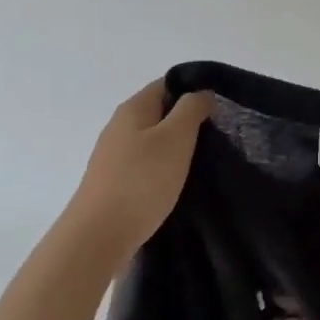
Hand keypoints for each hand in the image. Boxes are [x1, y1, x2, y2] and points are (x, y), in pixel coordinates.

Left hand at [69, 81, 213, 255]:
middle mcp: (119, 127)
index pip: (166, 85)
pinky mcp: (114, 182)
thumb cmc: (142, 181)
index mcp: (133, 109)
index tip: (219, 110)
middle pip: (159, 113)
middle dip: (187, 122)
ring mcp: (114, 156)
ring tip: (201, 163)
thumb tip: (201, 93)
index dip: (193, 91)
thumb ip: (190, 110)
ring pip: (152, 141)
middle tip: (216, 138)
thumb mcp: (175, 138)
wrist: (100, 234)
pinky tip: (177, 184)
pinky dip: (163, 169)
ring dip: (175, 148)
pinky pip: (145, 165)